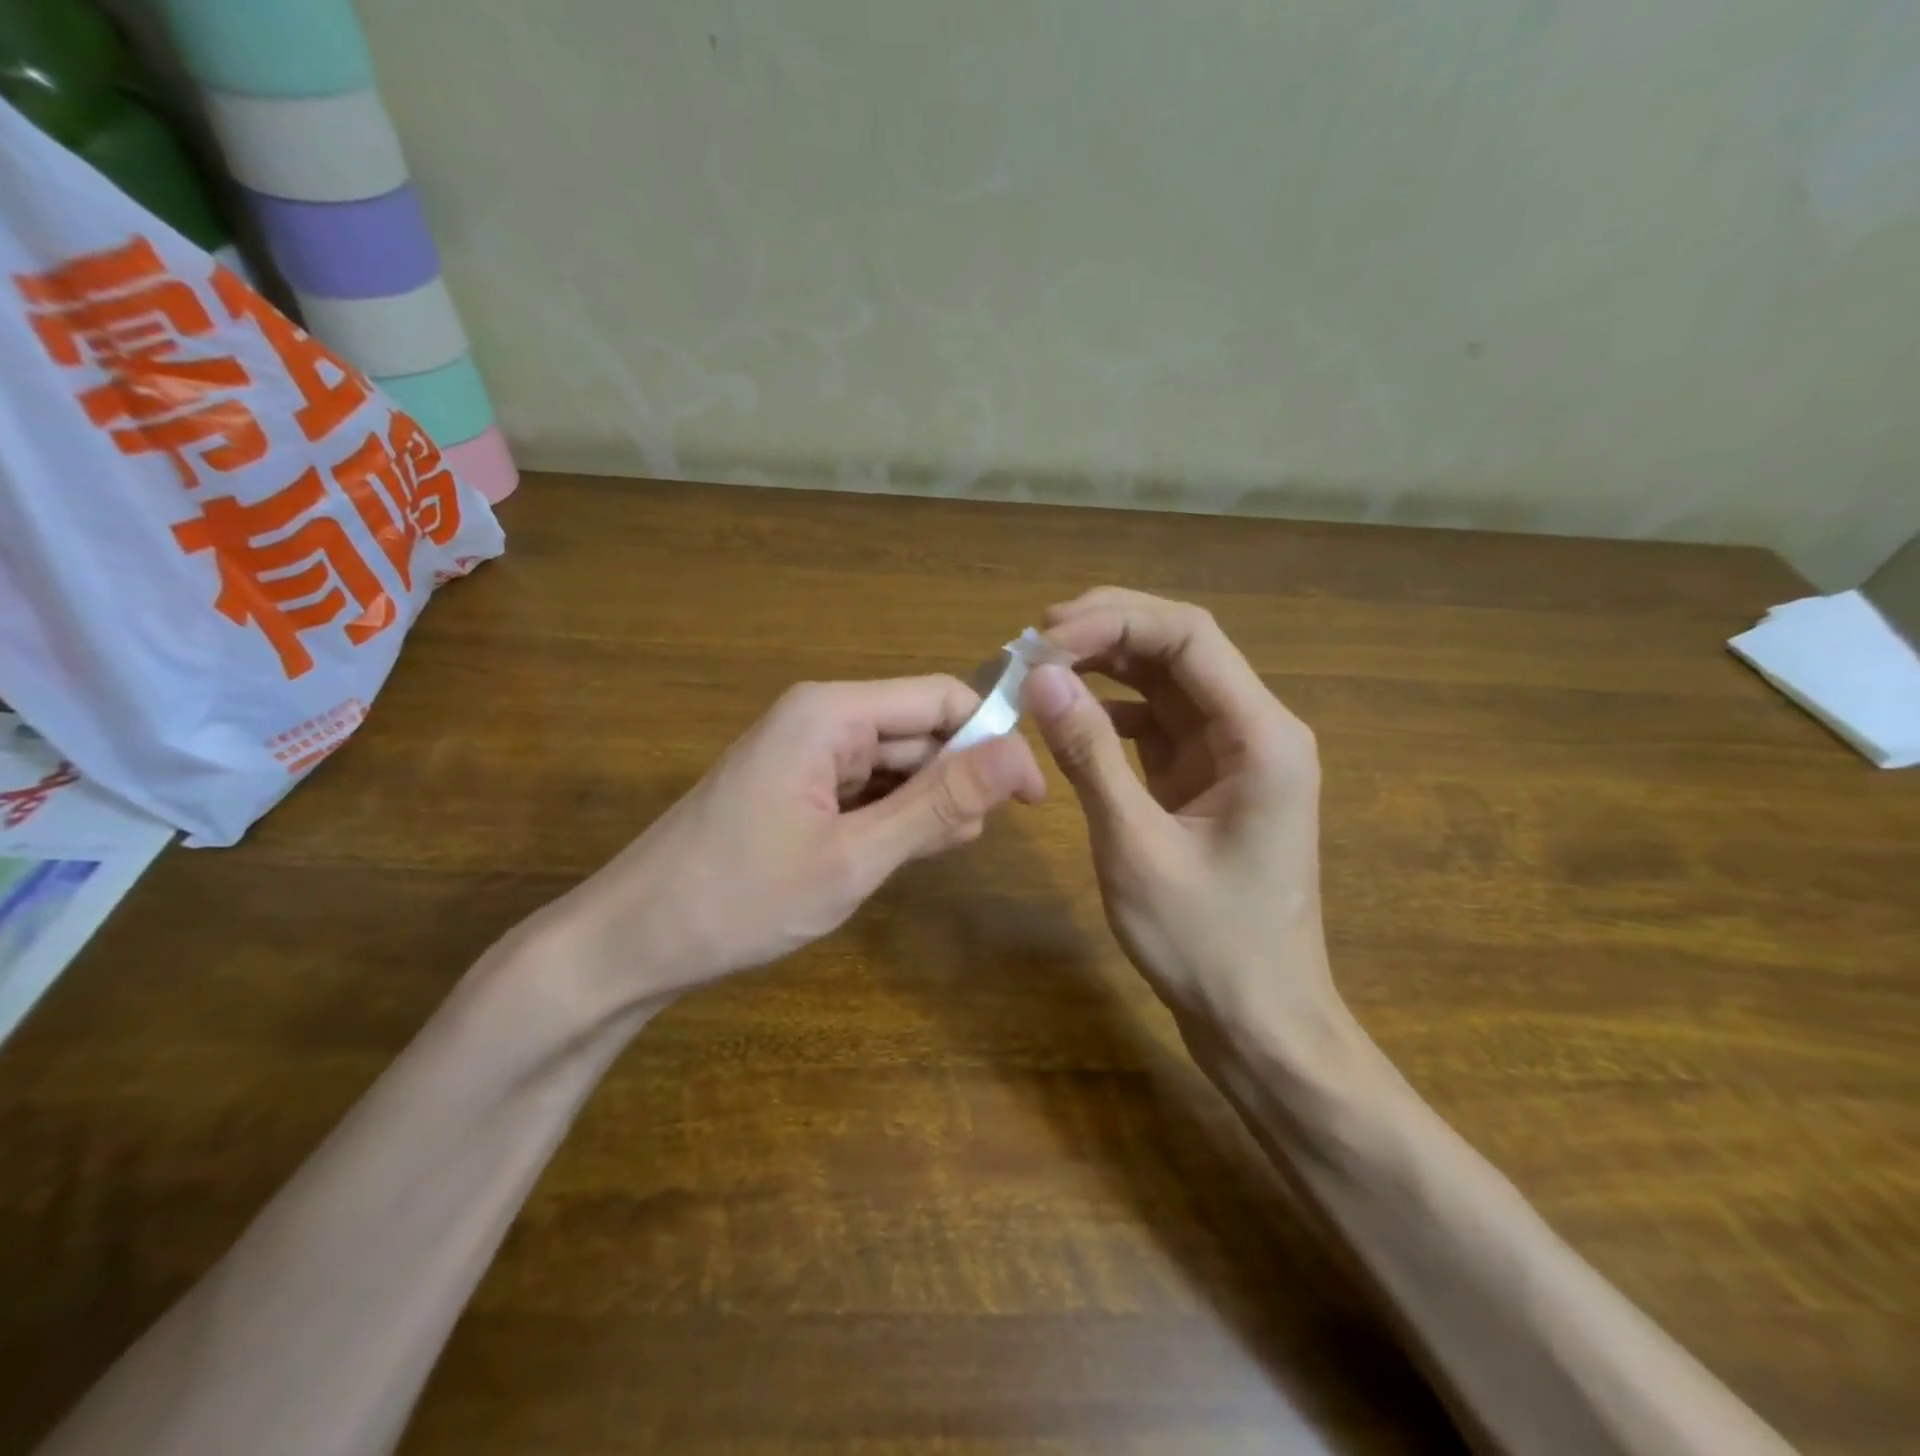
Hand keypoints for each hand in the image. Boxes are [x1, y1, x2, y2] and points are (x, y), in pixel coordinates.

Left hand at [531, 676, 1044, 1014]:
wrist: (631, 943)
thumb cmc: (740, 898)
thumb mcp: (854, 856)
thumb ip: (939, 803)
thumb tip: (1021, 755)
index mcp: (832, 713)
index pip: (941, 699)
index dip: (992, 740)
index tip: (1030, 799)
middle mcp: (821, 718)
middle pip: (919, 731)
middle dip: (956, 779)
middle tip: (966, 843)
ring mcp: (805, 754)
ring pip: (896, 764)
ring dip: (926, 803)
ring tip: (927, 855)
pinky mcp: (797, 786)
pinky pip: (865, 788)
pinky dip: (892, 817)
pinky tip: (895, 853)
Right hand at [1023, 588, 1341, 1056]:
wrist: (1258, 1019)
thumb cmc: (1206, 943)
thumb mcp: (1135, 846)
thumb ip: (1089, 755)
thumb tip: (1040, 677)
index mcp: (1261, 735)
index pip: (1188, 636)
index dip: (1113, 621)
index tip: (1045, 638)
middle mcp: (1255, 728)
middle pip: (1180, 646)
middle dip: (1107, 631)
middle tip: (1033, 639)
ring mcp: (1233, 753)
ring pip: (1166, 681)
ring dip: (1106, 665)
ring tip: (1040, 664)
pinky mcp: (1208, 777)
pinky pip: (1159, 722)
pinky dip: (1113, 710)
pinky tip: (1071, 714)